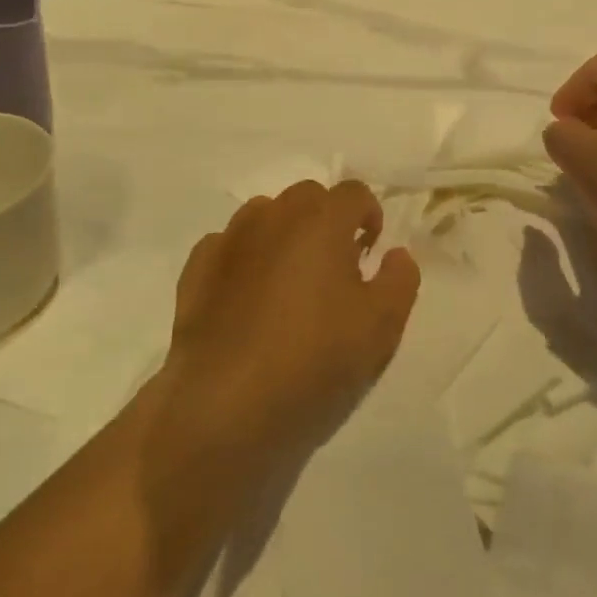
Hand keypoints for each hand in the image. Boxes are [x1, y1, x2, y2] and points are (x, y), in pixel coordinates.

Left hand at [157, 180, 420, 476]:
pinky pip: (229, 246)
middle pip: (308, 196)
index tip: (371, 249)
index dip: (370, 215)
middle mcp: (273, 217)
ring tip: (291, 279)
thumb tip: (395, 254)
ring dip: (284, 233)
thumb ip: (400, 280)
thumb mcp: (382, 327)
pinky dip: (245, 258)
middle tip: (336, 265)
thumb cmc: (314, 359)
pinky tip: (248, 296)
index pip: (354, 192)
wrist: (224, 404)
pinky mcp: (197, 270)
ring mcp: (230, 240)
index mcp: (322, 220)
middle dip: (327, 219)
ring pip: (264, 215)